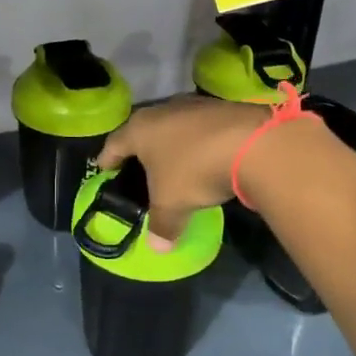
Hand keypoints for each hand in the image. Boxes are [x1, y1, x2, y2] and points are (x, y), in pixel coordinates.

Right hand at [96, 95, 267, 242]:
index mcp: (140, 129)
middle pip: (144, 129)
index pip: (115, 143)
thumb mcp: (172, 204)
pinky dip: (198, 143)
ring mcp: (195, 106)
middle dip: (140, 149)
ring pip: (174, 126)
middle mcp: (163, 110)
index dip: (108, 158)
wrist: (252, 143)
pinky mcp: (222, 109)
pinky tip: (205, 157)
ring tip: (173, 163)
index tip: (103, 169)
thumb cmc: (194, 170)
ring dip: (172, 144)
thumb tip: (157, 249)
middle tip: (138, 167)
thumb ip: (161, 225)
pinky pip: (201, 128)